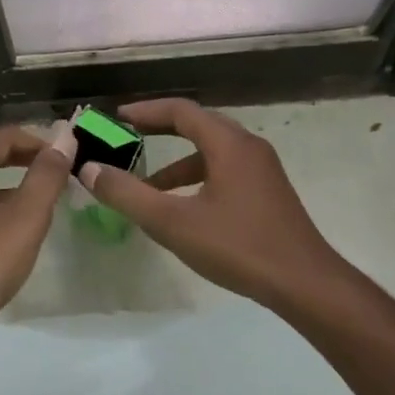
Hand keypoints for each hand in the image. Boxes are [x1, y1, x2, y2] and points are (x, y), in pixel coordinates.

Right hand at [78, 99, 349, 311]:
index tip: (116, 118)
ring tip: (145, 186)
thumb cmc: (238, 247)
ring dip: (176, 164)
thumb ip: (128, 195)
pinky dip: (196, 180)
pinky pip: (224, 171)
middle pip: (197, 126)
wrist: (305, 283)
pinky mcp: (267, 192)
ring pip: (211, 153)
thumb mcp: (173, 223)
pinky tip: (182, 209)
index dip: (145, 111)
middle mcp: (248, 147)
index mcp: (228, 144)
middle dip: (158, 131)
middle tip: (125, 140)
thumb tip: (89, 169)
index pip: (181, 111)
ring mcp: (262, 170)